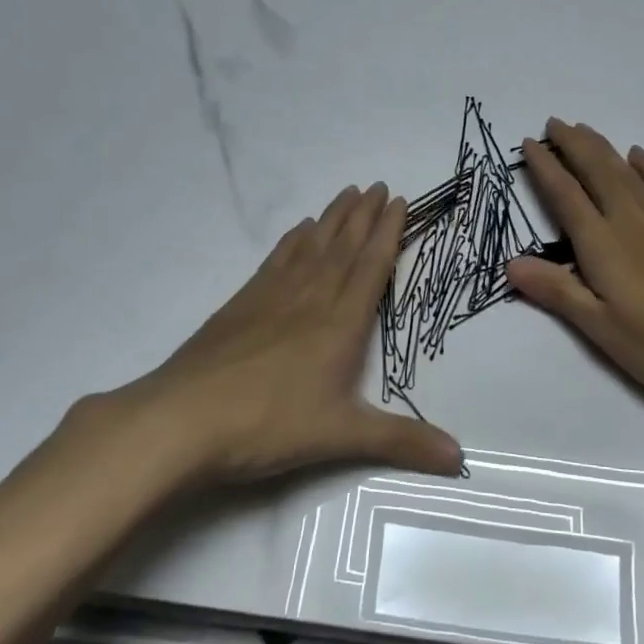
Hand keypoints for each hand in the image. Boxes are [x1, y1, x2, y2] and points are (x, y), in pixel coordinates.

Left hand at [86, 185, 463, 485]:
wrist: (184, 418)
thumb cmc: (269, 424)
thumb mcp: (341, 437)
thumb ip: (401, 441)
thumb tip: (459, 458)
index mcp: (340, 324)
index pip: (371, 266)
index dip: (388, 232)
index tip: (398, 200)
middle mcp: (310, 299)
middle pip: (343, 247)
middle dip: (364, 216)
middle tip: (377, 185)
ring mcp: (272, 297)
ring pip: (311, 247)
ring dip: (332, 219)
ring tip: (346, 193)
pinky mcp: (241, 304)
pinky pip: (276, 259)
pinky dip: (293, 240)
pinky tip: (298, 231)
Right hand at [506, 120, 643, 421]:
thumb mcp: (602, 329)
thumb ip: (557, 290)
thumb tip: (510, 262)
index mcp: (604, 245)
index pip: (566, 196)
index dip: (545, 167)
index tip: (529, 143)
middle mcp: (632, 221)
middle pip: (597, 171)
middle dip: (573, 144)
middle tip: (554, 122)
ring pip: (628, 172)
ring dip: (603, 147)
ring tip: (585, 129)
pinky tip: (639, 155)